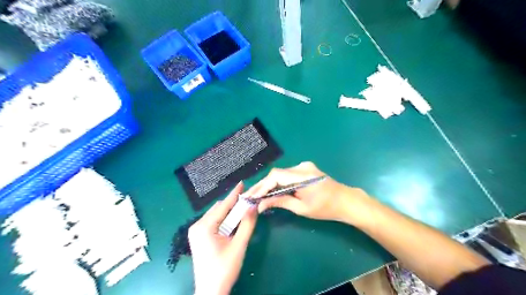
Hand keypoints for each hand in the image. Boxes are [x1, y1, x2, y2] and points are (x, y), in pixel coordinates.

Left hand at [189, 182, 258, 294]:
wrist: (211, 290)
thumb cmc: (224, 269)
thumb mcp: (238, 246)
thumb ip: (247, 224)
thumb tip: (253, 205)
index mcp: (204, 226)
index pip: (223, 206)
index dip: (234, 194)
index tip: (242, 183)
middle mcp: (197, 225)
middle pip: (219, 209)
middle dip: (233, 204)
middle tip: (247, 199)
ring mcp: (196, 231)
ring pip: (216, 214)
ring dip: (229, 212)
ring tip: (242, 208)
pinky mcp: (198, 236)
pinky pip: (213, 221)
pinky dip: (224, 219)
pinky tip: (232, 221)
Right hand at [243, 161, 370, 222]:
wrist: (346, 201)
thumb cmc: (326, 208)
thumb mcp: (302, 208)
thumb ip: (281, 202)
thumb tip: (261, 205)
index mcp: (303, 176)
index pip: (276, 176)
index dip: (262, 186)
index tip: (252, 196)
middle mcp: (302, 167)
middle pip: (277, 174)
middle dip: (263, 185)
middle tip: (250, 196)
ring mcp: (304, 166)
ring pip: (281, 174)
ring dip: (269, 184)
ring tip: (257, 194)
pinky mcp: (305, 169)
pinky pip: (287, 174)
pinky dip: (278, 182)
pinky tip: (271, 190)